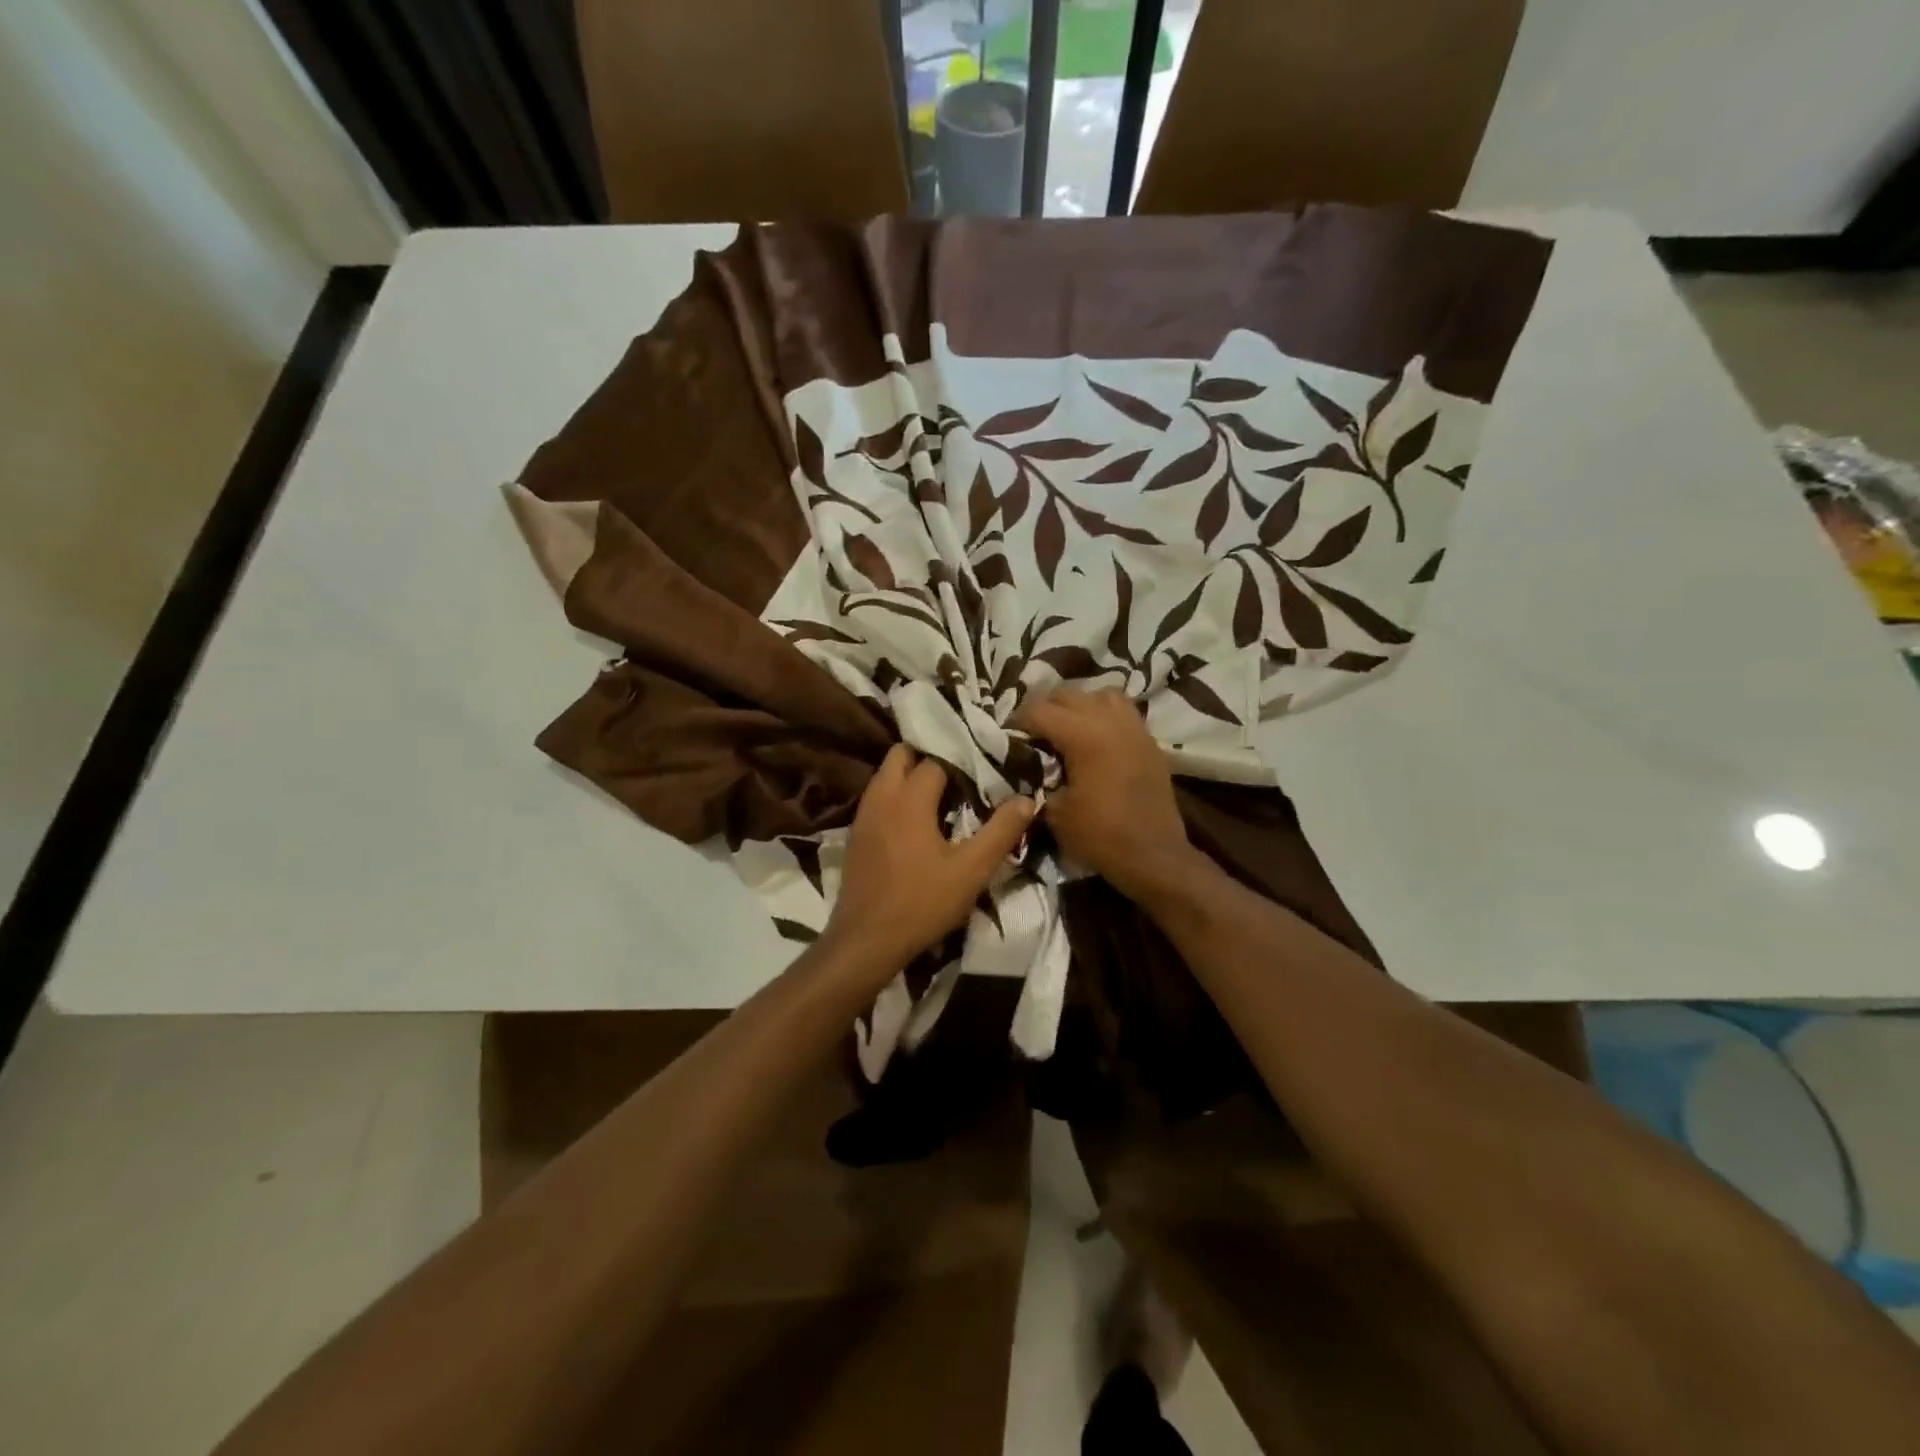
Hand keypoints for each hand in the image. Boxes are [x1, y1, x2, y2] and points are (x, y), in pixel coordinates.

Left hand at [825, 745, 1034, 973]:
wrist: (865, 940)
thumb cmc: (922, 903)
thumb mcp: (971, 870)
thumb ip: (1001, 831)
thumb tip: (1026, 799)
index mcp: (909, 797)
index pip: (937, 758)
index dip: (962, 760)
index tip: (985, 769)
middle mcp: (881, 796)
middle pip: (902, 754)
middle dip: (930, 755)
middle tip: (961, 774)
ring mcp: (863, 814)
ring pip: (886, 774)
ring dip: (911, 774)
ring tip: (943, 794)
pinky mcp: (856, 834)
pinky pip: (878, 797)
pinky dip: (897, 795)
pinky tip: (917, 820)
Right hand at [1014, 688, 1201, 902]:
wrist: (1154, 856)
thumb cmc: (1100, 836)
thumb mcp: (1056, 812)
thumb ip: (1040, 779)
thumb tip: (1032, 766)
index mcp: (1085, 736)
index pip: (1040, 711)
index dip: (1018, 720)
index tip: (1006, 734)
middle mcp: (1111, 721)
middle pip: (1069, 695)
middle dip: (1045, 708)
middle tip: (1031, 730)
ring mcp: (1134, 729)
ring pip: (1102, 695)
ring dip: (1079, 705)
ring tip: (1067, 725)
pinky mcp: (1149, 742)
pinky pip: (1123, 712)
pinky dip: (1104, 716)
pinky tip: (1094, 738)